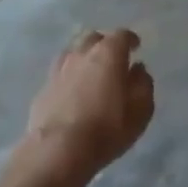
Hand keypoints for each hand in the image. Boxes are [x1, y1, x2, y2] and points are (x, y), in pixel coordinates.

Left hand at [10, 29, 154, 186]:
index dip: (130, 40)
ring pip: (74, 52)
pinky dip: (70, 76)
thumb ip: (143, 85)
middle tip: (113, 59)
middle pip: (94, 38)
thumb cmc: (106, 130)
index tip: (136, 47)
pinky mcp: (44, 86)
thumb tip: (138, 70)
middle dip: (105, 44)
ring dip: (85, 57)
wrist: (57, 151)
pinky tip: (73, 90)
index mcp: (108, 53)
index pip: (122, 35)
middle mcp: (82, 53)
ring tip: (91, 73)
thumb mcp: (140, 111)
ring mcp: (60, 68)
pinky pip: (61, 72)